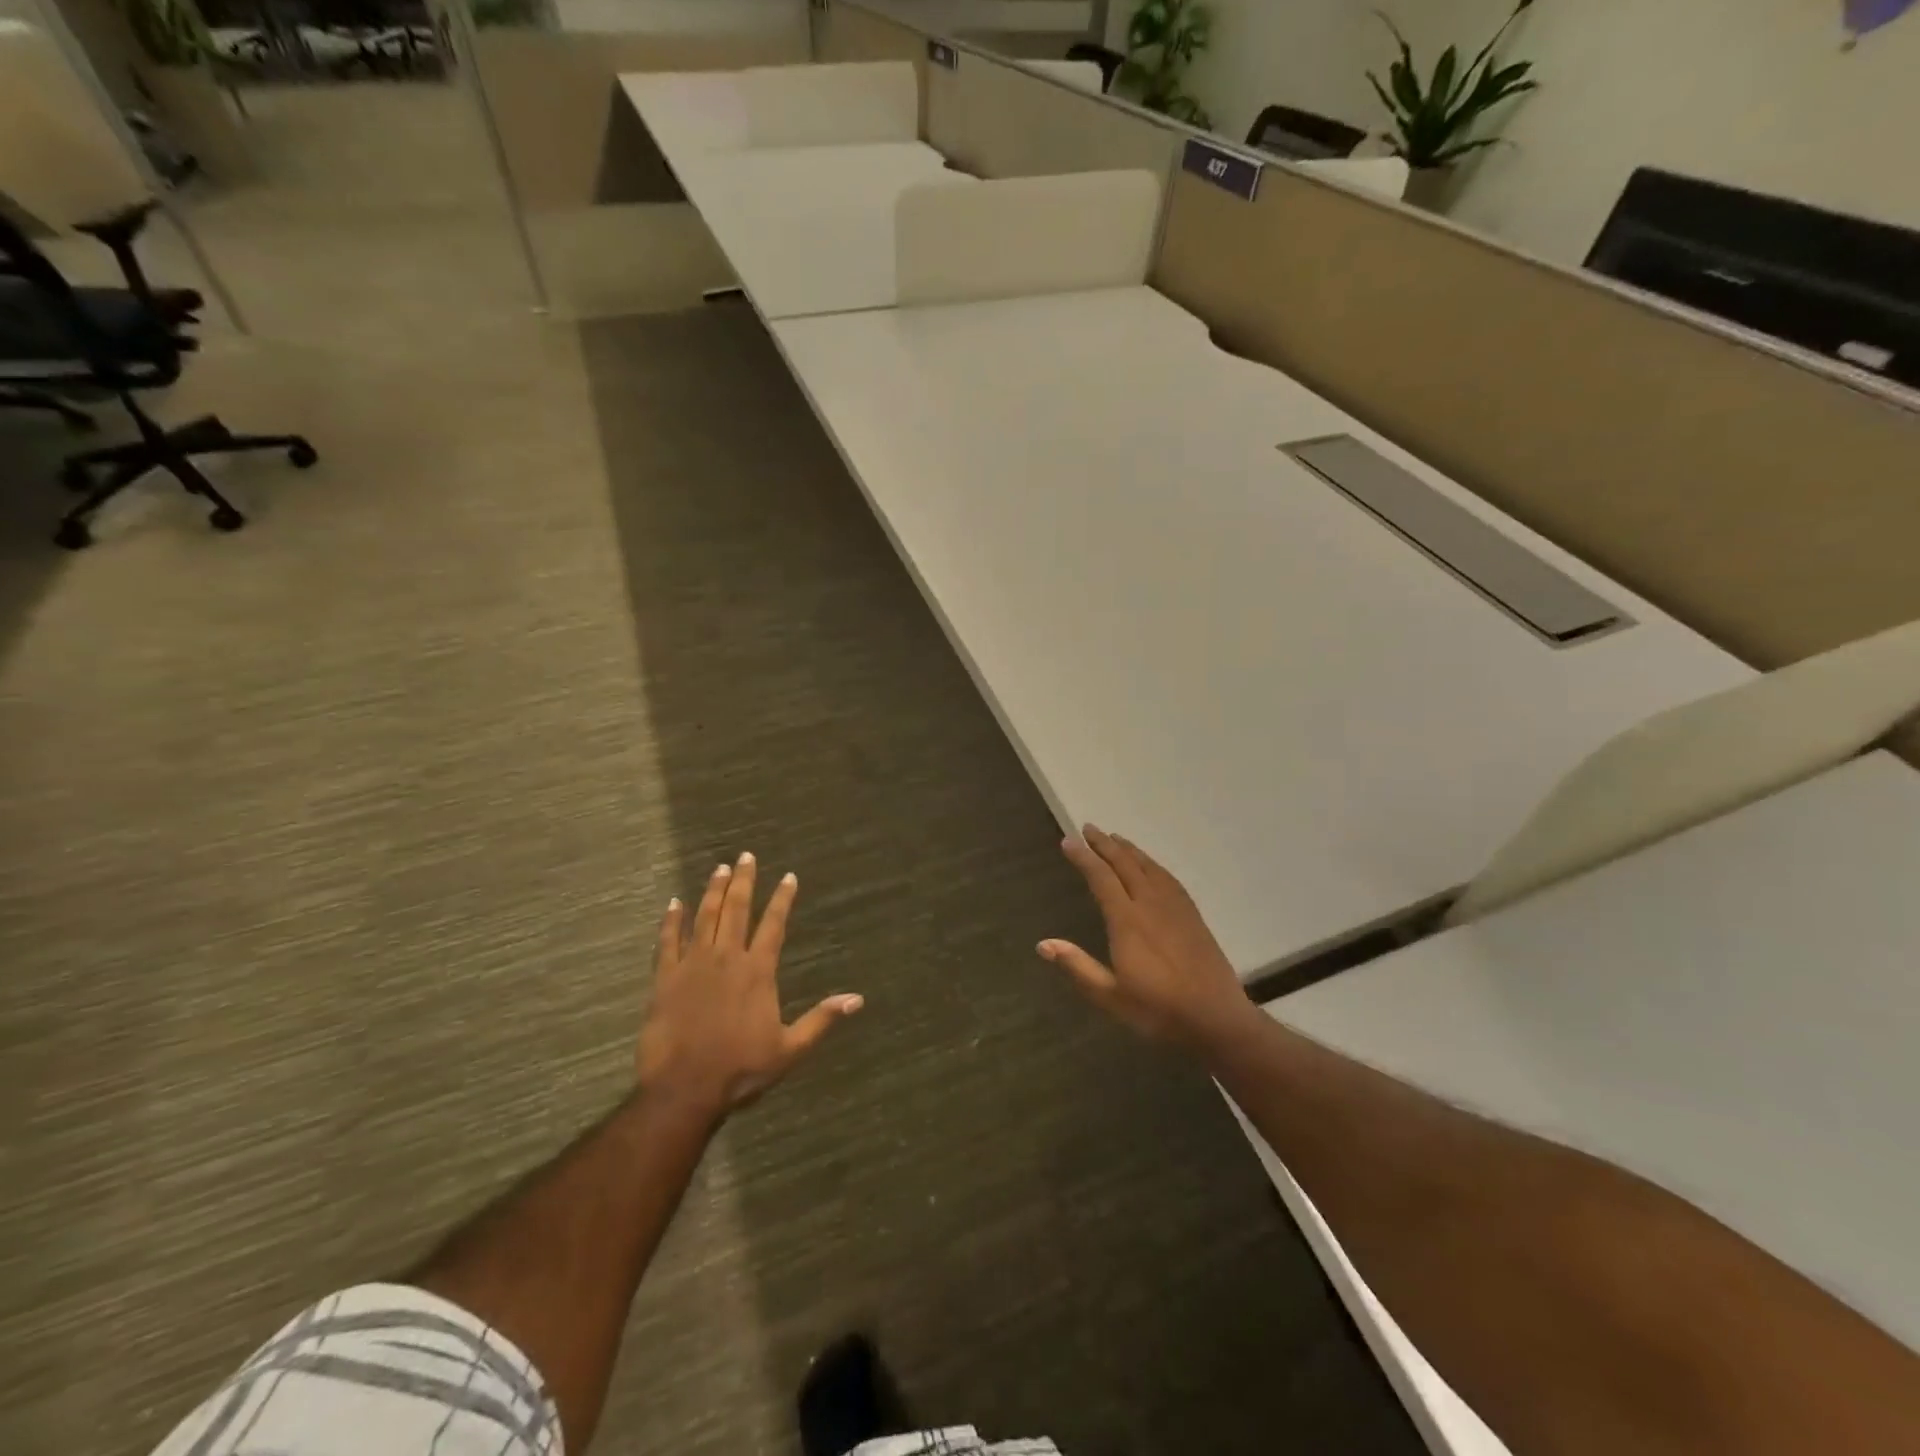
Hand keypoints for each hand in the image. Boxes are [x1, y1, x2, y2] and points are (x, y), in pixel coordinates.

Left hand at [637, 853, 862, 1116]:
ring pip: (704, 918)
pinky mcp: (664, 979)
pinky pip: (667, 941)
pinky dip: (671, 920)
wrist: (683, 1090)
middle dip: (743, 881)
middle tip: (746, 856)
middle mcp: (726, 958)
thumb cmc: (740, 1069)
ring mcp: (692, 965)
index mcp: (757, 971)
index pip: (773, 925)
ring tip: (719, 868)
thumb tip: (857, 999)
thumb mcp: (790, 1049)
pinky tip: (674, 903)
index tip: (788, 877)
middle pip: (736, 910)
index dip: (782, 899)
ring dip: (713, 891)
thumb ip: (822, 1019)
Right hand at [1041, 826, 1256, 1053]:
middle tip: (1088, 829)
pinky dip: (1152, 864)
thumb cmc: (1159, 1010)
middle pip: (1125, 864)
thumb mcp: (1111, 996)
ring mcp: (1175, 907)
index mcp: (1127, 921)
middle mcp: (1150, 904)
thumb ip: (1078, 967)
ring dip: (1128, 849)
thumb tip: (1043, 944)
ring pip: (1148, 867)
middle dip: (1104, 845)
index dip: (1083, 858)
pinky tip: (1149, 865)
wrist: (1216, 1018)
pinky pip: (1168, 878)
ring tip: (1114, 838)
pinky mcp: (1192, 915)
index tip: (1068, 841)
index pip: (1101, 878)